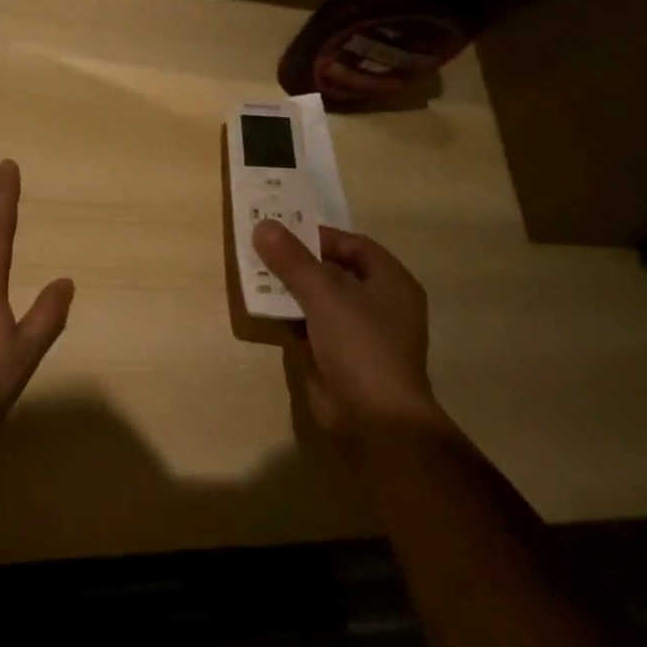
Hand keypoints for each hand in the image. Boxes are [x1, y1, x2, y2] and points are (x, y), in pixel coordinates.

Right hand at [253, 221, 444, 451]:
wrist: (374, 421)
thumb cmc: (360, 345)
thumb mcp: (324, 293)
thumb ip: (292, 259)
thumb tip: (262, 225)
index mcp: (391, 283)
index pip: (354, 246)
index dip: (320, 236)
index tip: (283, 233)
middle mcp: (379, 306)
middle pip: (335, 272)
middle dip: (300, 261)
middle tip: (263, 249)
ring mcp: (359, 335)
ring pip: (320, 301)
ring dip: (290, 289)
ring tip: (255, 275)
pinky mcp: (338, 359)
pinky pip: (311, 327)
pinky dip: (290, 317)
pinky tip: (264, 309)